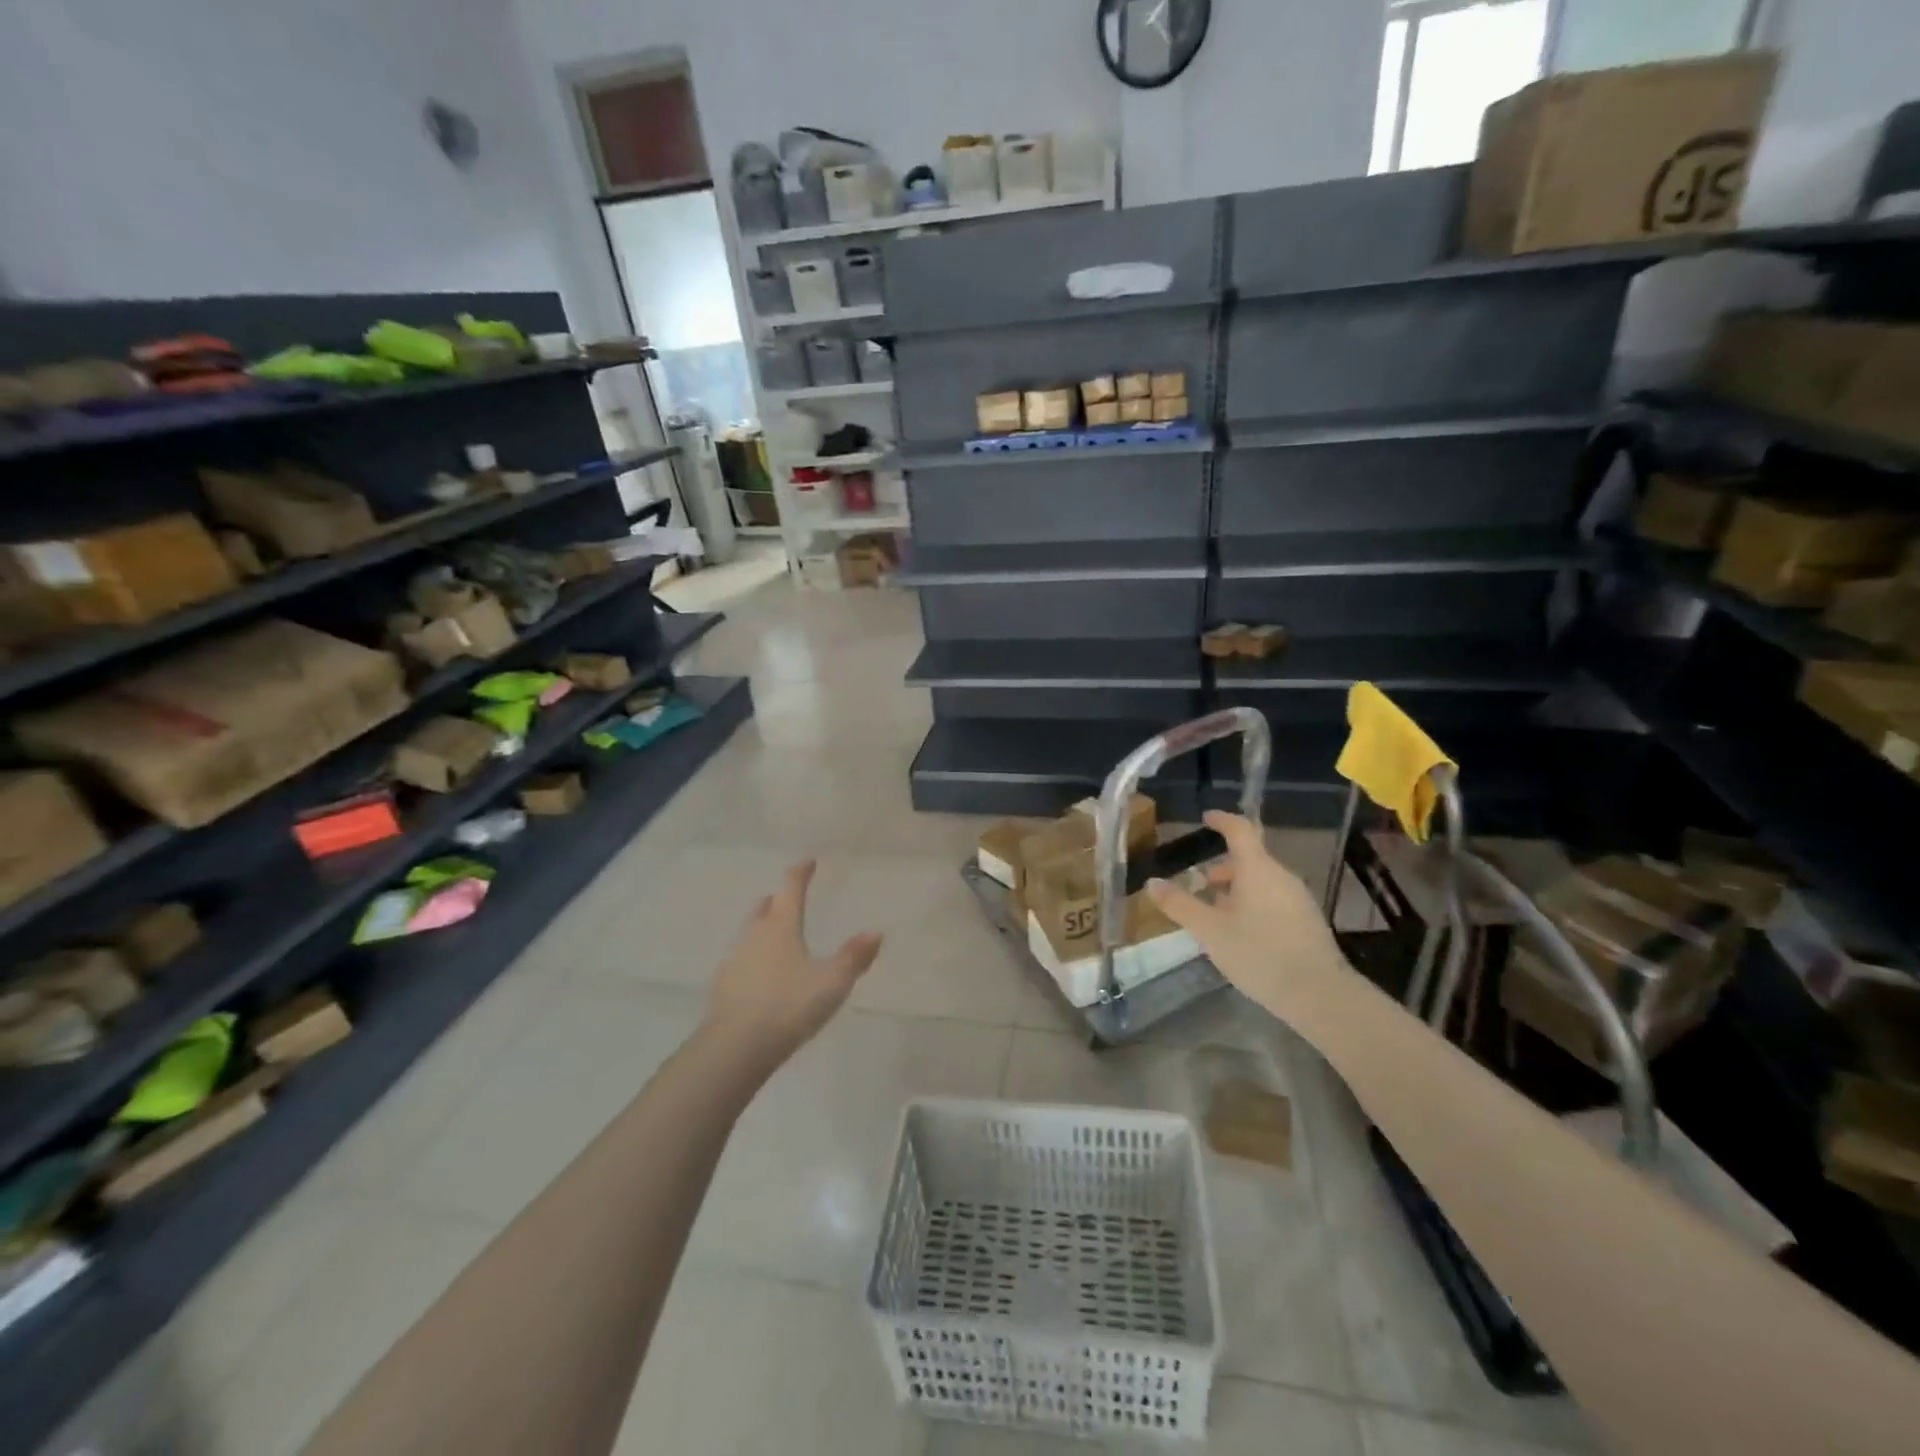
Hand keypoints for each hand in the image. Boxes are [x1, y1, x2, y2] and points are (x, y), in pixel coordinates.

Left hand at [702, 860, 882, 1071]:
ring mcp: (734, 960)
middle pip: (764, 907)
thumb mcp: (832, 982)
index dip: (800, 873)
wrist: (734, 1047)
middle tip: (786, 899)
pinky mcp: (722, 986)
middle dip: (776, 900)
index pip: (791, 889)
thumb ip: (853, 957)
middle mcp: (754, 935)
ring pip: (749, 933)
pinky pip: (740, 961)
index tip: (807, 861)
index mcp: (781, 926)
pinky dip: (752, 958)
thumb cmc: (789, 1006)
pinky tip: (760, 975)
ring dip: (762, 928)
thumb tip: (876, 932)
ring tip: (776, 936)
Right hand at [1147, 812, 1349, 1021]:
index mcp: (1258, 869)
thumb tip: (1152, 882)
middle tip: (1199, 884)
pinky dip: (1253, 904)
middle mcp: (1281, 876)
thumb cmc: (1259, 954)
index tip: (1206, 819)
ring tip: (1216, 914)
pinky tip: (1242, 934)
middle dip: (1223, 868)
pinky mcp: (1308, 922)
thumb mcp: (1209, 931)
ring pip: (1262, 882)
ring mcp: (1299, 899)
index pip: (1240, 830)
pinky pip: (1274, 900)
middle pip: (1250, 859)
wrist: (1320, 996)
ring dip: (1237, 889)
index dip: (1222, 821)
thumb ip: (1179, 905)